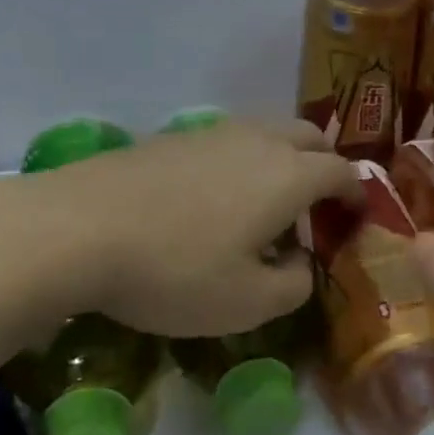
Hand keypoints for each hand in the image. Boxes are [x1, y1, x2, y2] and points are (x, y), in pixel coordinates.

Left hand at [0, 119, 358, 338]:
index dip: (356, 193)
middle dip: (325, 163)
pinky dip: (243, 159)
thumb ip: (294, 286)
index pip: (342, 171)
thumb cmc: (176, 270)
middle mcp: (258, 141)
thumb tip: (301, 264)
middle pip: (310, 136)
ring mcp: (211, 133)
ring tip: (268, 199)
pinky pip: (228, 140)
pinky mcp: (172, 138)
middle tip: (319, 202)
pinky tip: (217, 195)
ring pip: (267, 131)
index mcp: (288, 175)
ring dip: (283, 157)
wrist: (76, 229)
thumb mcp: (248, 303)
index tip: (357, 216)